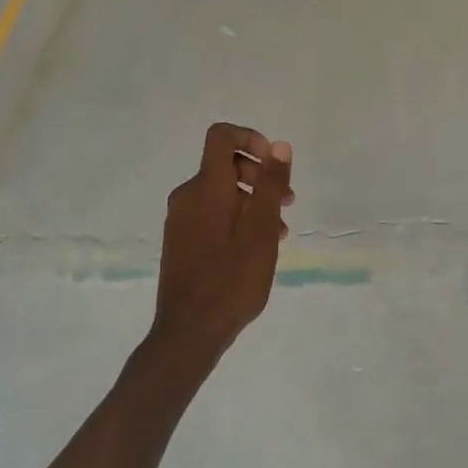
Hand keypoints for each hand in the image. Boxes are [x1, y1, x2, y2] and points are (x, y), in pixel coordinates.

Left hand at [150, 123, 293, 361]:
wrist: (189, 331)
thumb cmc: (231, 280)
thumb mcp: (261, 231)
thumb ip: (270, 185)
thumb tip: (279, 145)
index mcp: (206, 188)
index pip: (221, 136)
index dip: (250, 138)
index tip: (274, 165)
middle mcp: (187, 196)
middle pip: (224, 164)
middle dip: (260, 176)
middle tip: (287, 204)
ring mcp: (180, 219)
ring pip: (221, 192)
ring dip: (252, 201)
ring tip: (279, 232)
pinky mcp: (180, 240)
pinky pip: (211, 213)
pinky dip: (236, 218)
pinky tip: (255, 247)